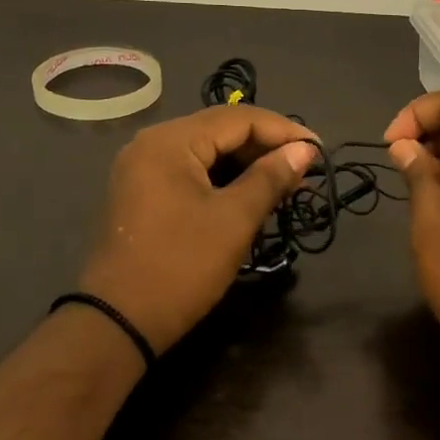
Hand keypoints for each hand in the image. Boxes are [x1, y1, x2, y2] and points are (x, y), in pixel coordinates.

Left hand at [78, 105, 320, 355]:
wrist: (119, 321)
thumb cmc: (182, 266)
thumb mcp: (234, 220)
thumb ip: (271, 177)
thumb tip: (305, 150)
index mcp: (170, 141)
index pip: (238, 118)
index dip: (284, 131)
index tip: (321, 150)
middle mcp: (152, 143)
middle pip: (221, 130)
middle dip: (266, 147)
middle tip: (306, 168)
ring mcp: (143, 168)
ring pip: (207, 152)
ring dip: (247, 164)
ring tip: (287, 182)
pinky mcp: (144, 192)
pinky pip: (192, 171)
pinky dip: (224, 179)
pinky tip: (252, 193)